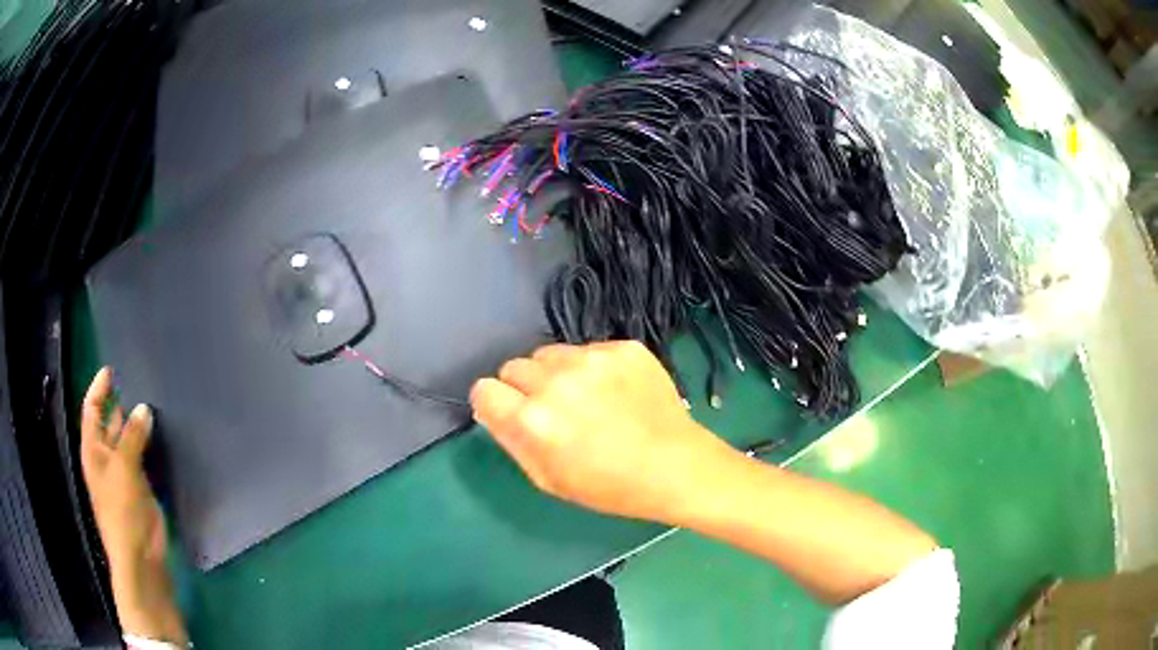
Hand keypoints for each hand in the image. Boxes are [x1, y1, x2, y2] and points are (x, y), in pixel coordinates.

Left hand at [81, 368, 186, 644]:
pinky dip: (148, 444)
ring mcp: (123, 473)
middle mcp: (105, 457)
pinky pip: (142, 457)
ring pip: (128, 439)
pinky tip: (159, 434)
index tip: (112, 370)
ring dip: (136, 424)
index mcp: (93, 450)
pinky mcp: (141, 486)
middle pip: (109, 422)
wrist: (139, 555)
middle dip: (119, 404)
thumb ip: (132, 437)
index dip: (99, 389)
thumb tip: (143, 409)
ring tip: (151, 402)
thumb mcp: (123, 469)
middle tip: (137, 382)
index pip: (92, 410)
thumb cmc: (121, 510)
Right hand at [470, 341, 735, 523]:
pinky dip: (593, 368)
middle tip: (553, 410)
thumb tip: (492, 408)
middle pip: (514, 366)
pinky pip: (588, 350)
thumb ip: (511, 440)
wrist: (676, 466)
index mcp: (533, 420)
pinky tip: (615, 392)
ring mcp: (594, 359)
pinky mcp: (623, 348)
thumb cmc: (610, 486)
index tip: (510, 413)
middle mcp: (557, 381)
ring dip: (556, 373)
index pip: (484, 389)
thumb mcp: (548, 479)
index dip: (494, 403)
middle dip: (524, 387)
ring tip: (586, 399)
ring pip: (549, 353)